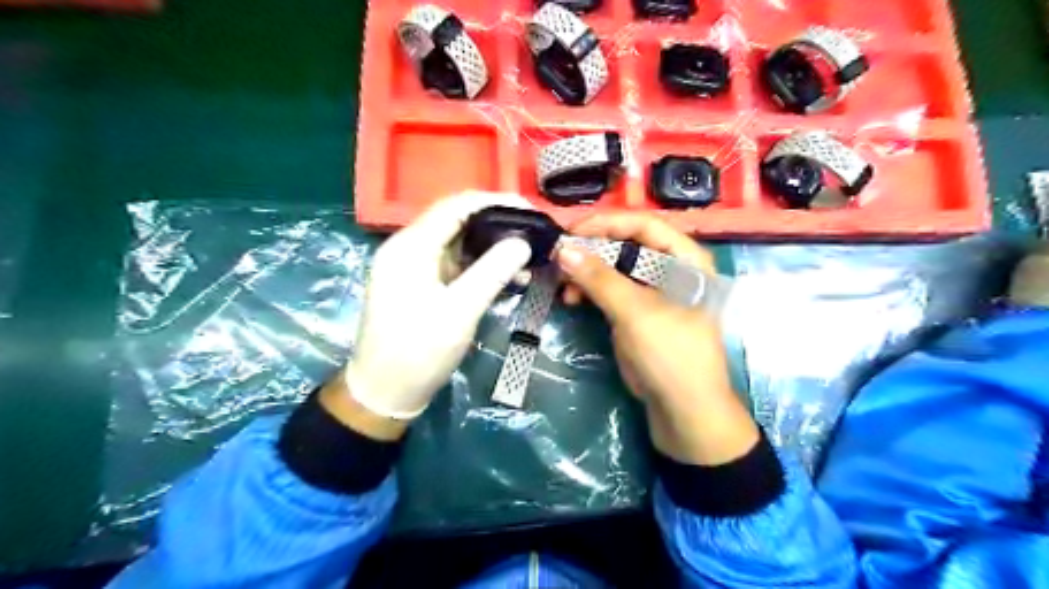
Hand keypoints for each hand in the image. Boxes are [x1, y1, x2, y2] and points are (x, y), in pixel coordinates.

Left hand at [339, 192, 532, 423]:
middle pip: (457, 220)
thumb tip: (523, 242)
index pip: (456, 205)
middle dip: (497, 223)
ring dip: (492, 247)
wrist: (384, 393)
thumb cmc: (418, 352)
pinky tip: (508, 277)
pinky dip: (482, 267)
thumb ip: (492, 272)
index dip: (494, 201)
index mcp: (410, 246)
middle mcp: (409, 248)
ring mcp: (415, 267)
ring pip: (459, 243)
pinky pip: (456, 265)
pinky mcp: (422, 285)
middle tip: (534, 232)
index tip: (530, 209)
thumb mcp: (459, 311)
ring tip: (528, 257)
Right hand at [557, 213, 754, 466]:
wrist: (684, 411)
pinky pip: (610, 291)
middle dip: (591, 251)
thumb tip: (563, 250)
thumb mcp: (635, 313)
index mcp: (685, 259)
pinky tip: (572, 299)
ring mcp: (653, 292)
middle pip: (627, 244)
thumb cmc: (671, 355)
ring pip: (614, 268)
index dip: (607, 223)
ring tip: (563, 286)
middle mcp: (671, 269)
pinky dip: (590, 292)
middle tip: (559, 258)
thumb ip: (600, 279)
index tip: (571, 233)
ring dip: (587, 273)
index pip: (643, 224)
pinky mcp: (638, 313)